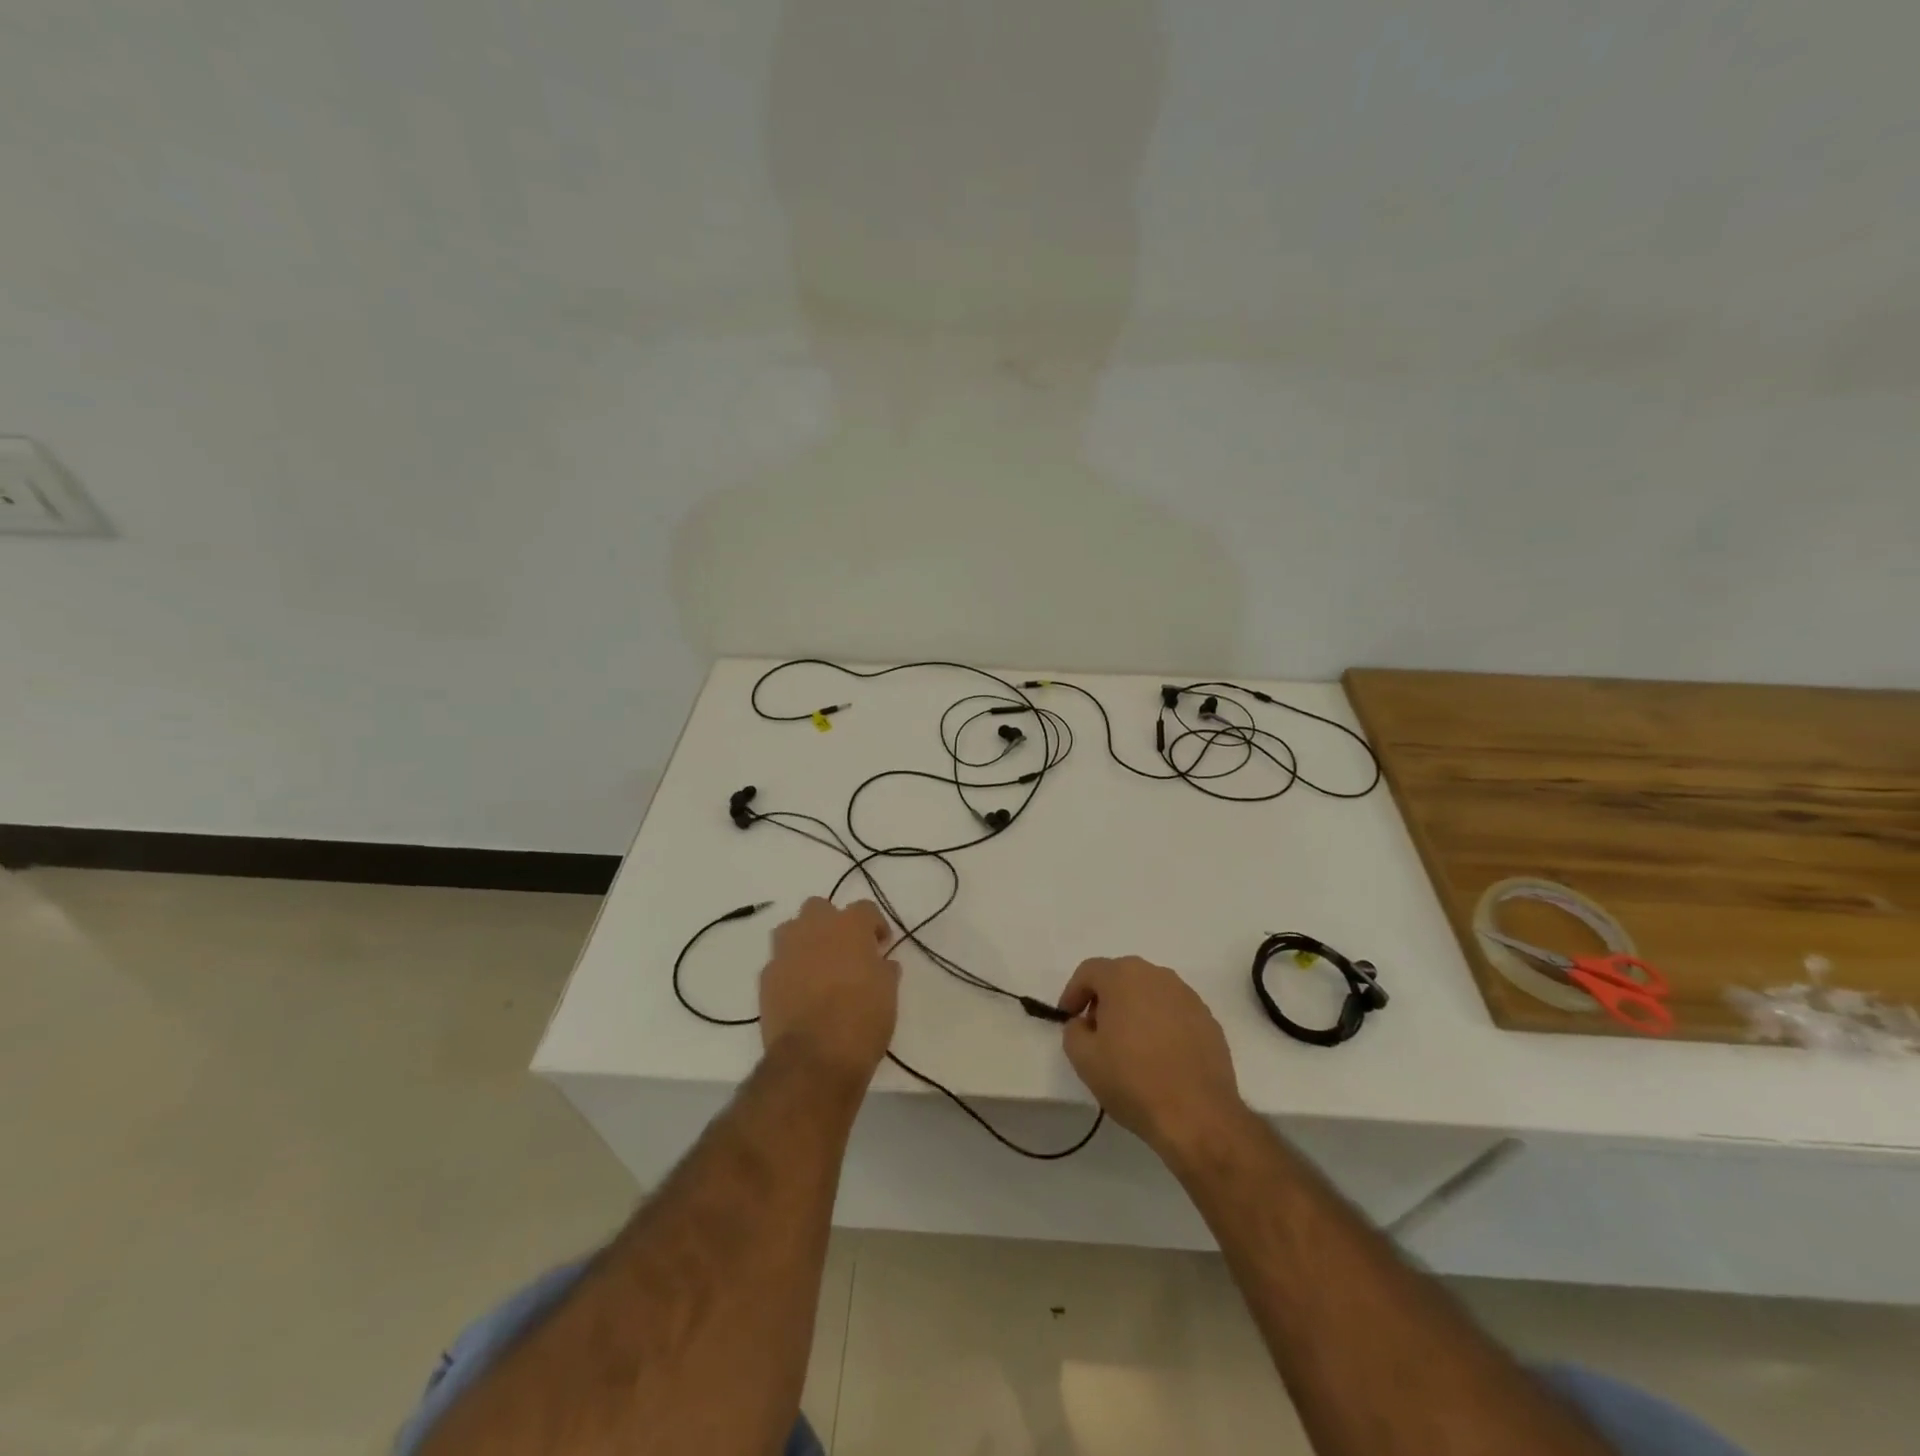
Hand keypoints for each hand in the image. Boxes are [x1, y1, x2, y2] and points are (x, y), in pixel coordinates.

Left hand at [760, 898, 899, 1085]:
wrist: (814, 1057)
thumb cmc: (862, 1020)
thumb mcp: (888, 994)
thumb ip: (884, 970)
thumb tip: (882, 964)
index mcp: (850, 927)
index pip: (865, 909)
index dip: (874, 925)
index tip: (880, 945)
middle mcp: (815, 929)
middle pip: (819, 908)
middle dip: (831, 923)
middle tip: (844, 949)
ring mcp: (785, 952)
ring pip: (791, 929)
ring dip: (804, 939)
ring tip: (817, 965)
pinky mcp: (766, 977)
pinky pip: (778, 962)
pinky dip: (789, 970)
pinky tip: (799, 992)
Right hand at [1057, 956, 1244, 1157]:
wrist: (1198, 1116)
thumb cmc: (1133, 1080)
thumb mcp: (1083, 1058)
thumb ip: (1073, 1030)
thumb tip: (1085, 1024)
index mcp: (1124, 977)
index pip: (1089, 971)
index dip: (1073, 992)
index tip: (1068, 1018)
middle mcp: (1158, 976)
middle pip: (1121, 977)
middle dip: (1104, 999)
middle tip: (1096, 1031)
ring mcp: (1188, 997)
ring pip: (1150, 994)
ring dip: (1134, 1011)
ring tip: (1129, 1046)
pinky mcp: (1209, 1021)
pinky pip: (1174, 1013)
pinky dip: (1161, 1025)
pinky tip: (1159, 1057)